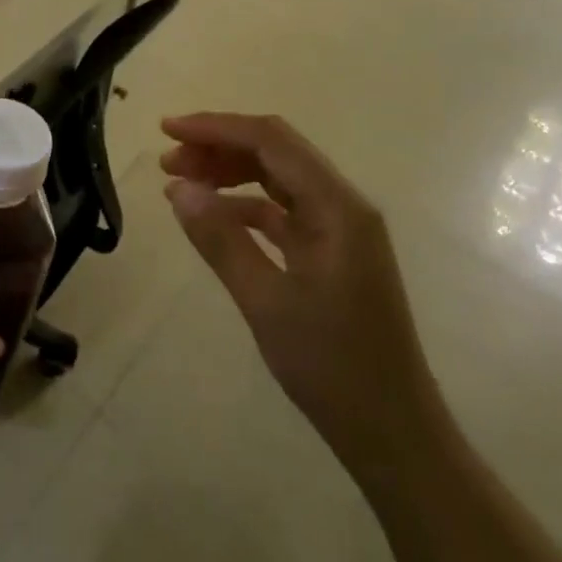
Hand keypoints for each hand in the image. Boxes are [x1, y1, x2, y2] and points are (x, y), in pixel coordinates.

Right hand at [160, 113, 442, 482]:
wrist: (394, 435)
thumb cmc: (332, 368)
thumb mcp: (266, 302)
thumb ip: (220, 239)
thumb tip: (177, 188)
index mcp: (337, 206)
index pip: (271, 141)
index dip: (216, 127)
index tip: (167, 129)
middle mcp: (343, 205)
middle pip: (275, 152)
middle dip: (219, 147)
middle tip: (167, 161)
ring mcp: (340, 229)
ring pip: (277, 178)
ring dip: (230, 172)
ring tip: (181, 183)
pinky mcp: (332, 252)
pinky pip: (283, 210)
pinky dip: (245, 205)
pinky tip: (213, 216)